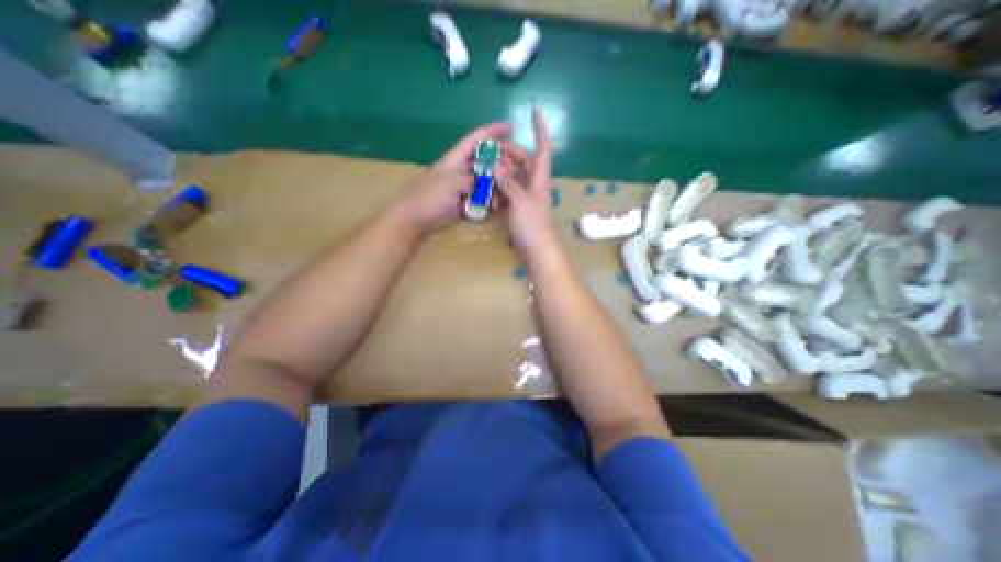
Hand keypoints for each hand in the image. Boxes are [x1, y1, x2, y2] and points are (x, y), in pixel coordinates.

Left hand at [395, 120, 510, 233]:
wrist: (417, 218)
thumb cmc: (429, 197)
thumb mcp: (449, 183)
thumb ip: (469, 179)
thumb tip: (485, 183)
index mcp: (457, 158)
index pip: (477, 138)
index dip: (494, 130)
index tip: (512, 128)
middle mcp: (463, 168)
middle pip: (487, 159)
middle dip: (502, 163)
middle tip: (514, 172)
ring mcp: (465, 184)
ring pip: (488, 179)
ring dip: (498, 185)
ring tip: (505, 195)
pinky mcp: (466, 199)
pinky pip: (483, 196)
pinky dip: (492, 200)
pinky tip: (498, 206)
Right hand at [497, 110, 559, 258]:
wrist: (536, 249)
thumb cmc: (532, 224)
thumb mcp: (519, 200)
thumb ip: (507, 181)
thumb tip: (495, 164)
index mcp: (539, 178)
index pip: (543, 148)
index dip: (540, 130)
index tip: (535, 111)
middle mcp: (534, 183)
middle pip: (524, 161)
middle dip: (510, 152)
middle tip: (491, 149)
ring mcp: (526, 195)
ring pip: (515, 175)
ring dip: (503, 169)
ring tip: (486, 164)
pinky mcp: (519, 206)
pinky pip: (509, 189)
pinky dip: (500, 185)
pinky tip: (489, 183)